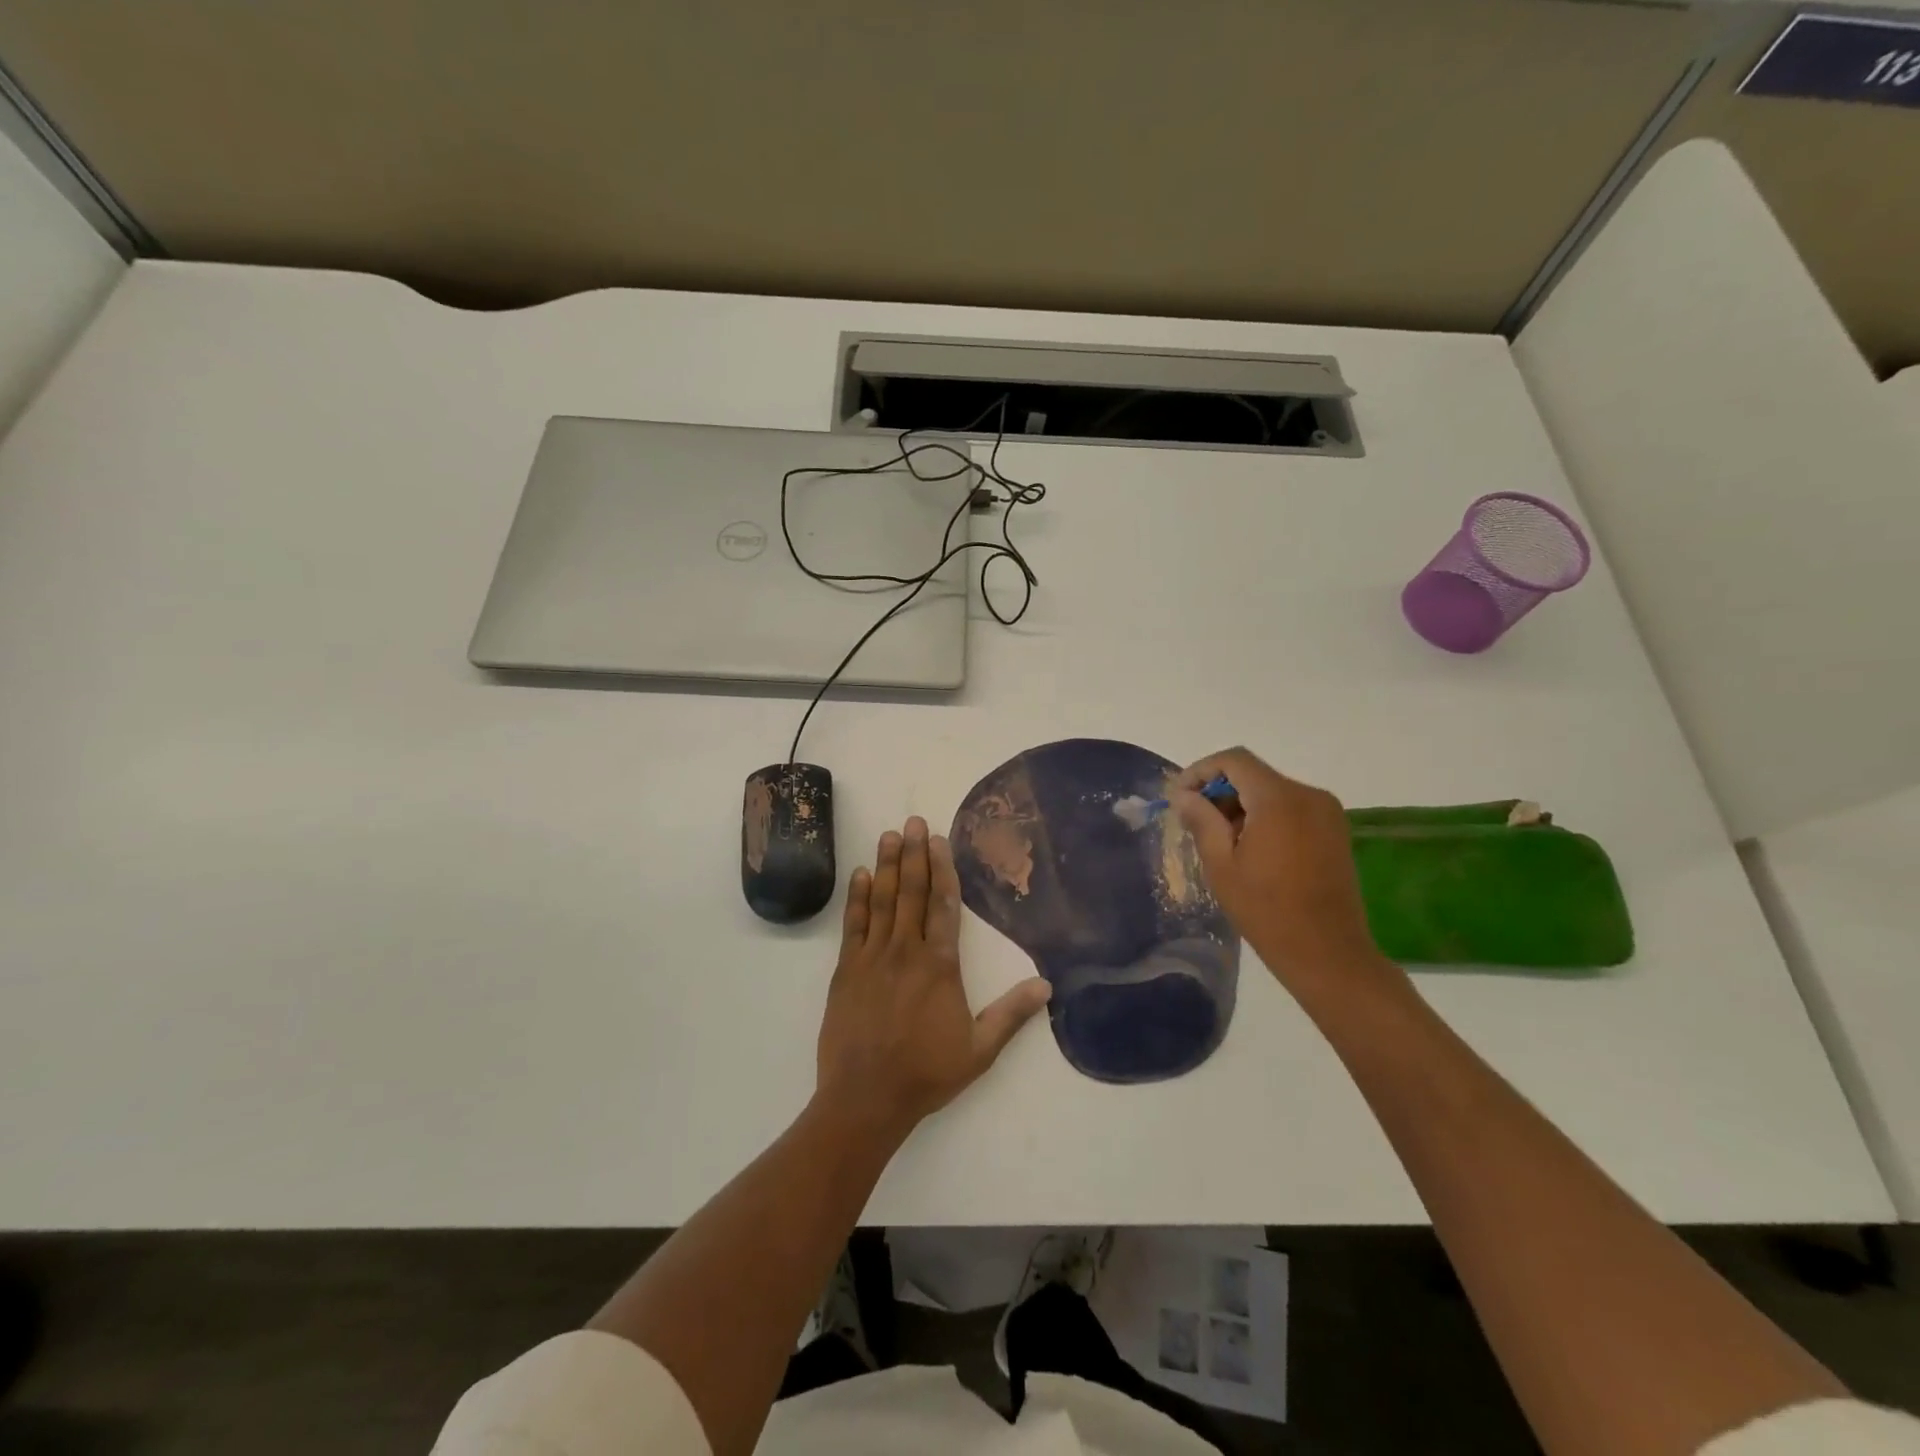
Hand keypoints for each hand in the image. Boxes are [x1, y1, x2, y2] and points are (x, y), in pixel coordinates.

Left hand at [815, 816, 1050, 1141]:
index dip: (942, 870)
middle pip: (911, 893)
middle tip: (913, 821)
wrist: (866, 1098)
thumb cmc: (927, 1073)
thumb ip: (1012, 1014)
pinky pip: (853, 925)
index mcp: (940, 966)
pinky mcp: (846, 970)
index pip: (943, 906)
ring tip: (889, 835)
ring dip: (886, 866)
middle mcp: (906, 951)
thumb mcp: (979, 1050)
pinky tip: (860, 874)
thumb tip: (1047, 985)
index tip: (938, 841)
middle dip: (913, 854)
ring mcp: (872, 958)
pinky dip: (857, 897)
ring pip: (881, 901)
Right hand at [1170, 748, 1389, 990]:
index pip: (1234, 760)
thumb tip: (1183, 794)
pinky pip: (1291, 808)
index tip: (1180, 797)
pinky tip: (1251, 849)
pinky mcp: (1335, 830)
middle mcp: (1308, 795)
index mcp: (1279, 799)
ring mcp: (1327, 812)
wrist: (1327, 953)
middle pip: (1254, 774)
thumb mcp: (1221, 865)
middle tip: (1196, 823)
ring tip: (1222, 841)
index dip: (1201, 771)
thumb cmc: (1266, 910)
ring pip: (1272, 791)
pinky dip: (1265, 816)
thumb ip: (1201, 820)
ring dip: (1242, 805)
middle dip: (1220, 791)